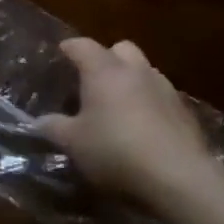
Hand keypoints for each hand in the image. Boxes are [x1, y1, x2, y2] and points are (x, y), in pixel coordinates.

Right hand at [40, 38, 208, 208]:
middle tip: (95, 80)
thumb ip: (54, 128)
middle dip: (107, 57)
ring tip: (121, 106)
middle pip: (119, 48)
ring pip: (144, 70)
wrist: (179, 177)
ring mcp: (163, 87)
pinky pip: (162, 96)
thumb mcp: (75, 144)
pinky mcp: (185, 111)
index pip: (81, 45)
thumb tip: (38, 121)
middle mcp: (134, 69)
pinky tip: (146, 128)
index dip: (69, 48)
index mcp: (103, 69)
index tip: (61, 54)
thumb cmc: (117, 151)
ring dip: (132, 80)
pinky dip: (151, 104)